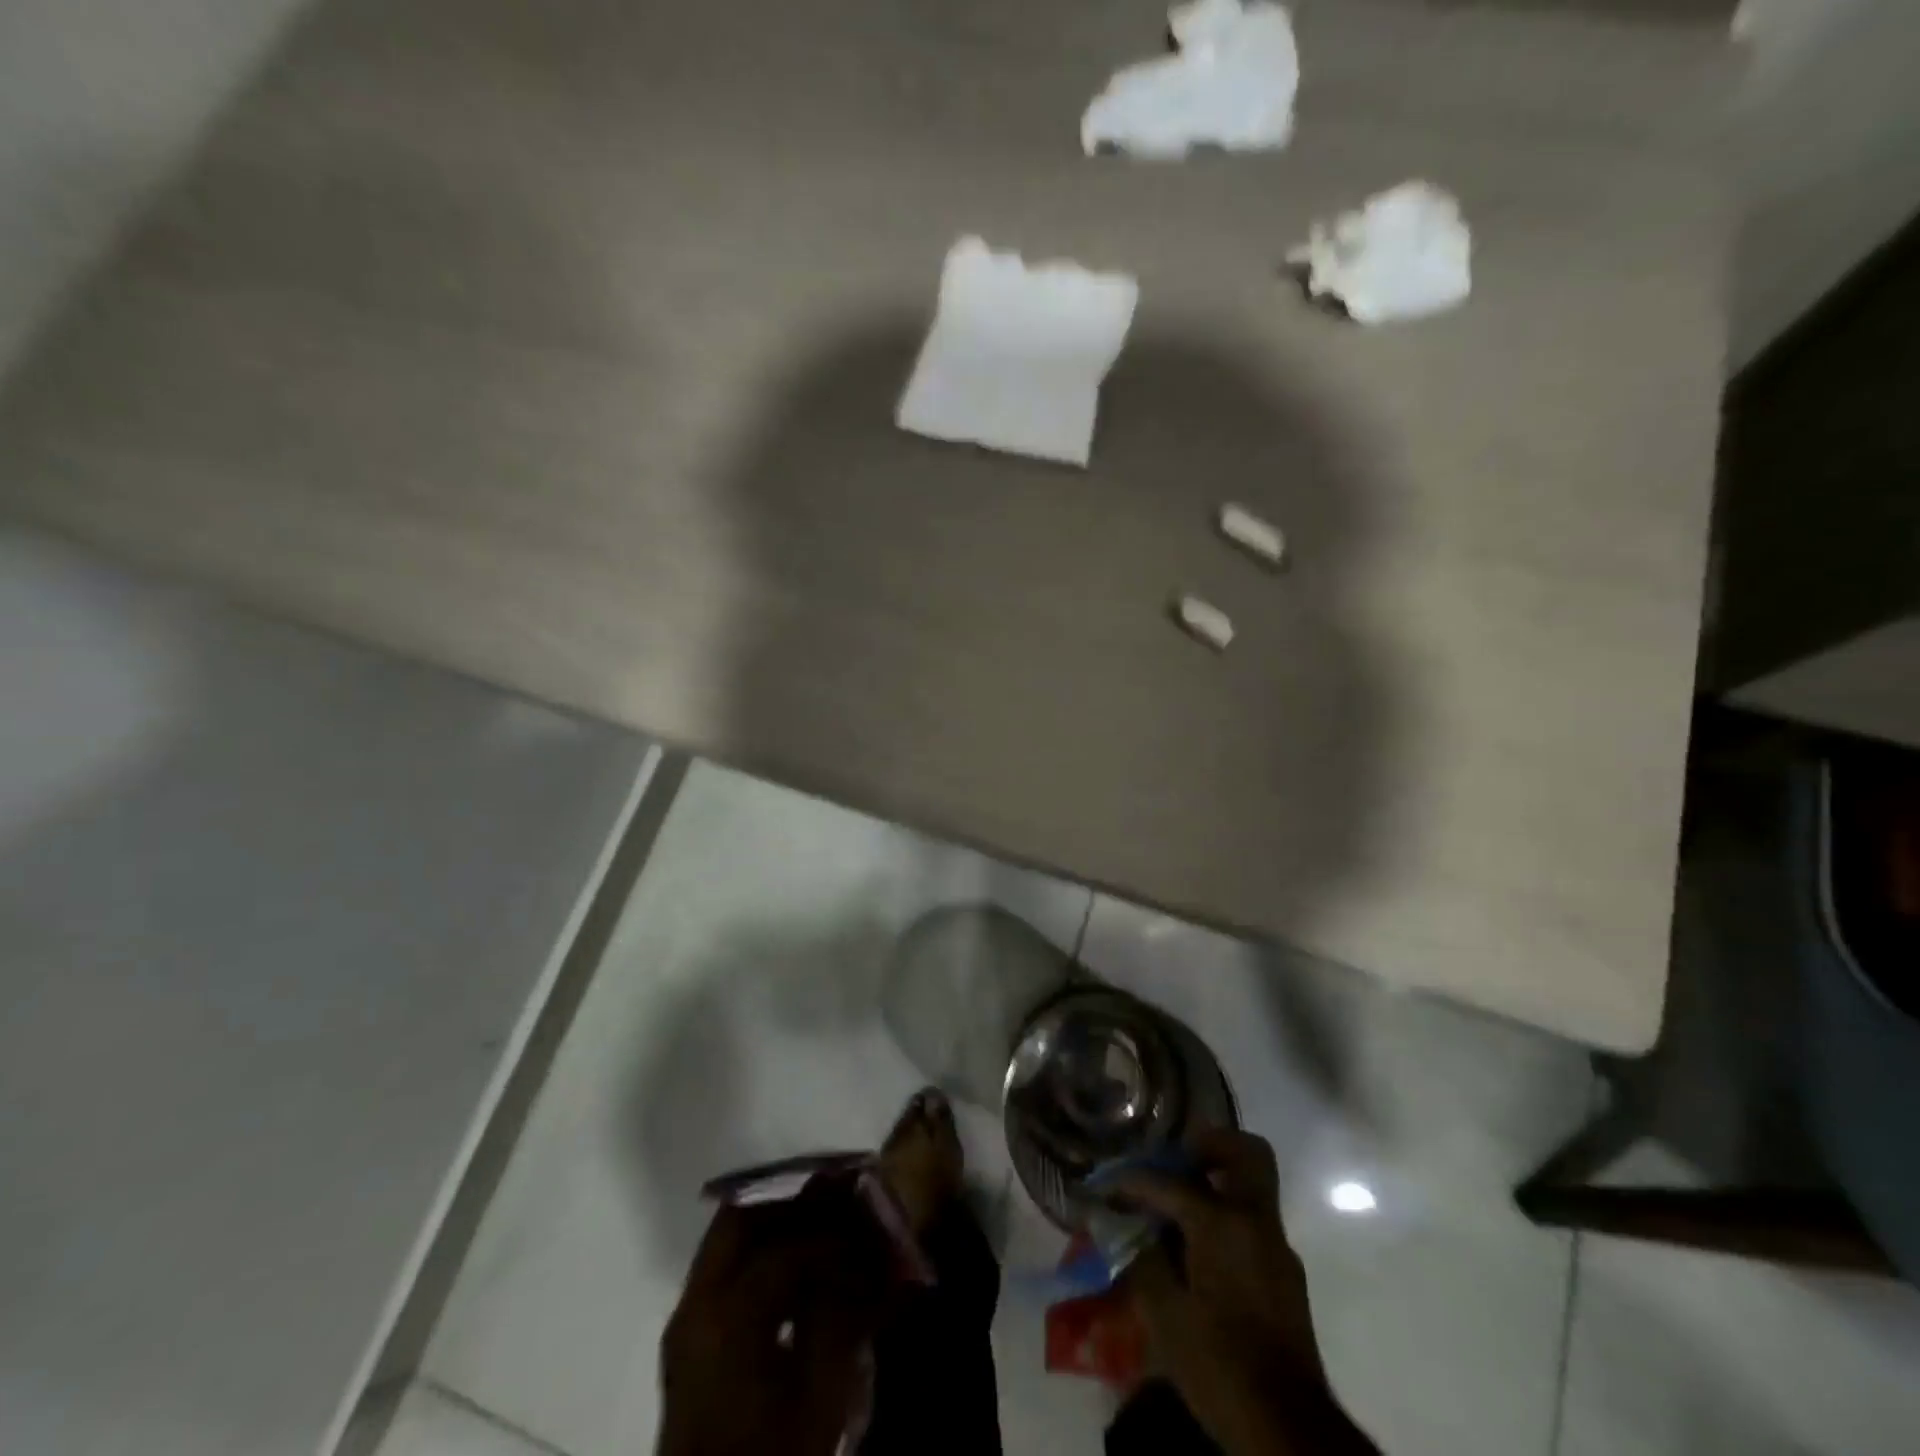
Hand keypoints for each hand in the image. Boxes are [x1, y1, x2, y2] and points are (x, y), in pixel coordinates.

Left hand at [657, 1190, 889, 1455]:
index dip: (834, 1235)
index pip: (786, 1247)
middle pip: (741, 1217)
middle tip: (837, 1194)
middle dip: (791, 1199)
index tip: (869, 1227)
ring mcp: (686, 1321)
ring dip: (775, 1223)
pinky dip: (761, 1254)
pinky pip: (726, 1270)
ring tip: (824, 1222)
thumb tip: (863, 1257)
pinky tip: (799, 1268)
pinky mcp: (689, 1342)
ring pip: (729, 1240)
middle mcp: (695, 1303)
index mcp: (726, 1313)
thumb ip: (842, 1315)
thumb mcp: (823, 1396)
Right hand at [1116, 1129, 1376, 1455]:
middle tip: (1174, 1158)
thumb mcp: (1164, 1313)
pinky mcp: (1286, 1275)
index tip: (1108, 1184)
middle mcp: (1257, 1221)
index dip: (1133, 1181)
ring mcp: (1277, 1247)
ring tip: (1177, 1204)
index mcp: (1223, 1223)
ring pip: (1250, 1186)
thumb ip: (1143, 1256)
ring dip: (1217, 1181)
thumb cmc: (1219, 1363)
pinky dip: (1225, 1217)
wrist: (1287, 1427)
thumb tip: (1126, 1225)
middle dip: (1208, 1144)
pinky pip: (1252, 1222)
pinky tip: (1197, 1247)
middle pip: (1245, 1152)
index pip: (1169, 1182)